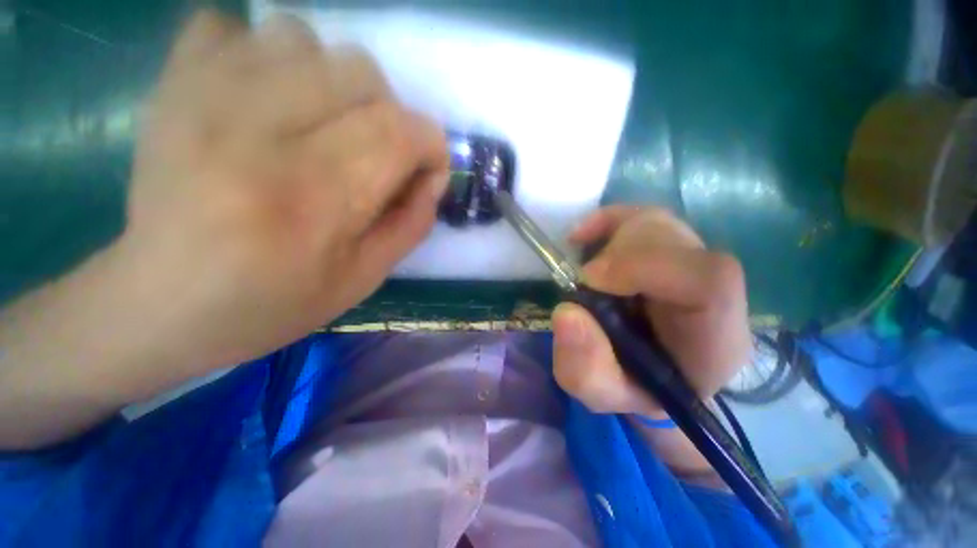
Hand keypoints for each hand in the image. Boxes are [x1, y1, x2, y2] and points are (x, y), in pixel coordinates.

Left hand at [121, 11, 448, 370]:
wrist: (164, 305)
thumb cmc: (274, 302)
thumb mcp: (365, 277)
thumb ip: (411, 224)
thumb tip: (434, 177)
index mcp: (314, 198)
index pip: (399, 132)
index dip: (431, 145)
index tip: (427, 170)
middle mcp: (258, 133)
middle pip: (359, 73)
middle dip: (390, 112)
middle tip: (376, 152)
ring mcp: (203, 96)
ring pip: (301, 36)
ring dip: (331, 80)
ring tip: (320, 123)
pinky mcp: (171, 85)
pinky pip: (228, 25)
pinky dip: (261, 54)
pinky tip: (262, 99)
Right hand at [552, 206, 750, 418]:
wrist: (654, 372)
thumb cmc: (633, 386)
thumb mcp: (603, 394)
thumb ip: (585, 368)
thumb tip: (567, 312)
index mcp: (716, 339)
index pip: (710, 281)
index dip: (644, 266)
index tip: (590, 280)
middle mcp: (715, 292)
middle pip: (676, 241)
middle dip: (617, 254)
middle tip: (583, 282)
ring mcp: (693, 261)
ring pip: (656, 224)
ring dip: (609, 240)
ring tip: (586, 272)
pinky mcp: (668, 245)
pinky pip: (640, 216)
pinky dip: (605, 221)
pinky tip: (581, 238)